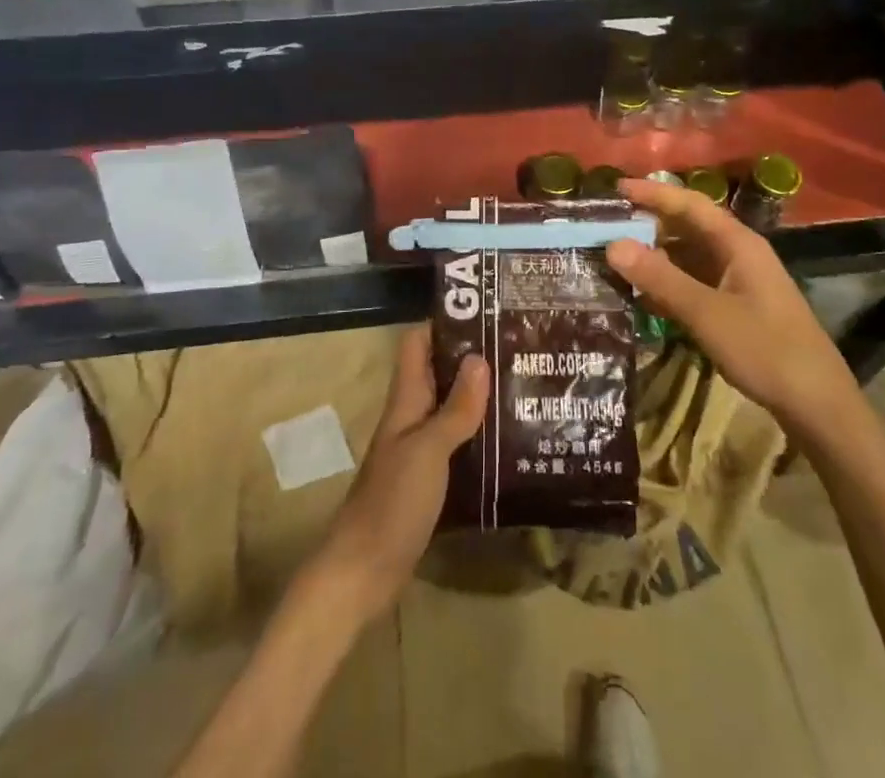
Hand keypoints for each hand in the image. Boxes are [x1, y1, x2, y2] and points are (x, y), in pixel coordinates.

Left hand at [309, 324, 488, 627]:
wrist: (363, 572)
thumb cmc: (392, 502)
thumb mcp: (428, 450)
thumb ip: (455, 408)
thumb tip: (480, 357)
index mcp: (406, 401)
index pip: (417, 343)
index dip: (443, 323)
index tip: (483, 312)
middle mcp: (411, 417)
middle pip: (438, 373)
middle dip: (471, 357)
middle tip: (517, 348)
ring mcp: (418, 449)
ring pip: (449, 407)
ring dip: (478, 395)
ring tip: (521, 384)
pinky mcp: (428, 480)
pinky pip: (456, 443)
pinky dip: (478, 434)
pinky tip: (509, 439)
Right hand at [605, 178, 863, 444]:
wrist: (818, 405)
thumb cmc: (765, 350)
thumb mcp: (706, 313)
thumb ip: (660, 278)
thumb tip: (612, 245)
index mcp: (737, 242)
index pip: (689, 203)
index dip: (652, 192)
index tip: (614, 188)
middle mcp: (737, 252)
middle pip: (687, 226)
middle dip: (647, 223)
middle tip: (605, 226)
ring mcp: (738, 279)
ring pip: (688, 255)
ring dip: (655, 254)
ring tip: (614, 257)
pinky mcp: (736, 305)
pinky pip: (694, 280)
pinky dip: (667, 281)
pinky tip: (642, 293)